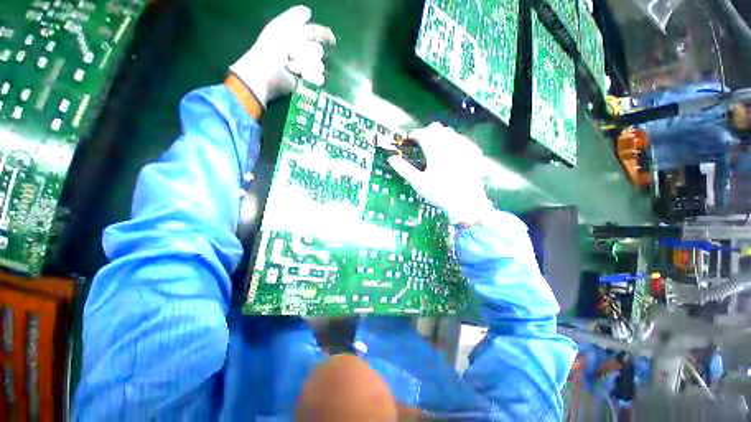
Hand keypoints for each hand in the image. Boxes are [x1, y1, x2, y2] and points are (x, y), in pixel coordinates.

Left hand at [229, 5, 335, 106]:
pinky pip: (320, 77)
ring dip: (306, 65)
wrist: (268, 72)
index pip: (317, 33)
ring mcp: (309, 68)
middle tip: (292, 54)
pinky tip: (301, 75)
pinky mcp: (310, 82)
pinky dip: (310, 76)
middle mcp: (305, 52)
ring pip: (320, 64)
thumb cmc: (270, 49)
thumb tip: (308, 11)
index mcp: (299, 37)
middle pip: (319, 50)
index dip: (321, 34)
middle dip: (306, 52)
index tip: (323, 38)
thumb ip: (293, 16)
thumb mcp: (279, 27)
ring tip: (293, 67)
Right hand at [386, 123, 491, 224]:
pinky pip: (463, 139)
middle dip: (426, 132)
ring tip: (436, 147)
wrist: (466, 204)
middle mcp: (451, 147)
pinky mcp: (474, 153)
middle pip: (436, 128)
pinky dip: (454, 142)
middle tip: (422, 143)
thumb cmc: (440, 194)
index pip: (422, 134)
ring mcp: (465, 149)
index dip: (414, 134)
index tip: (410, 139)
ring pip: (450, 131)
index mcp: (436, 153)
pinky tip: (452, 152)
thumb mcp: (419, 183)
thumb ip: (404, 169)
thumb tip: (391, 159)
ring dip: (440, 135)